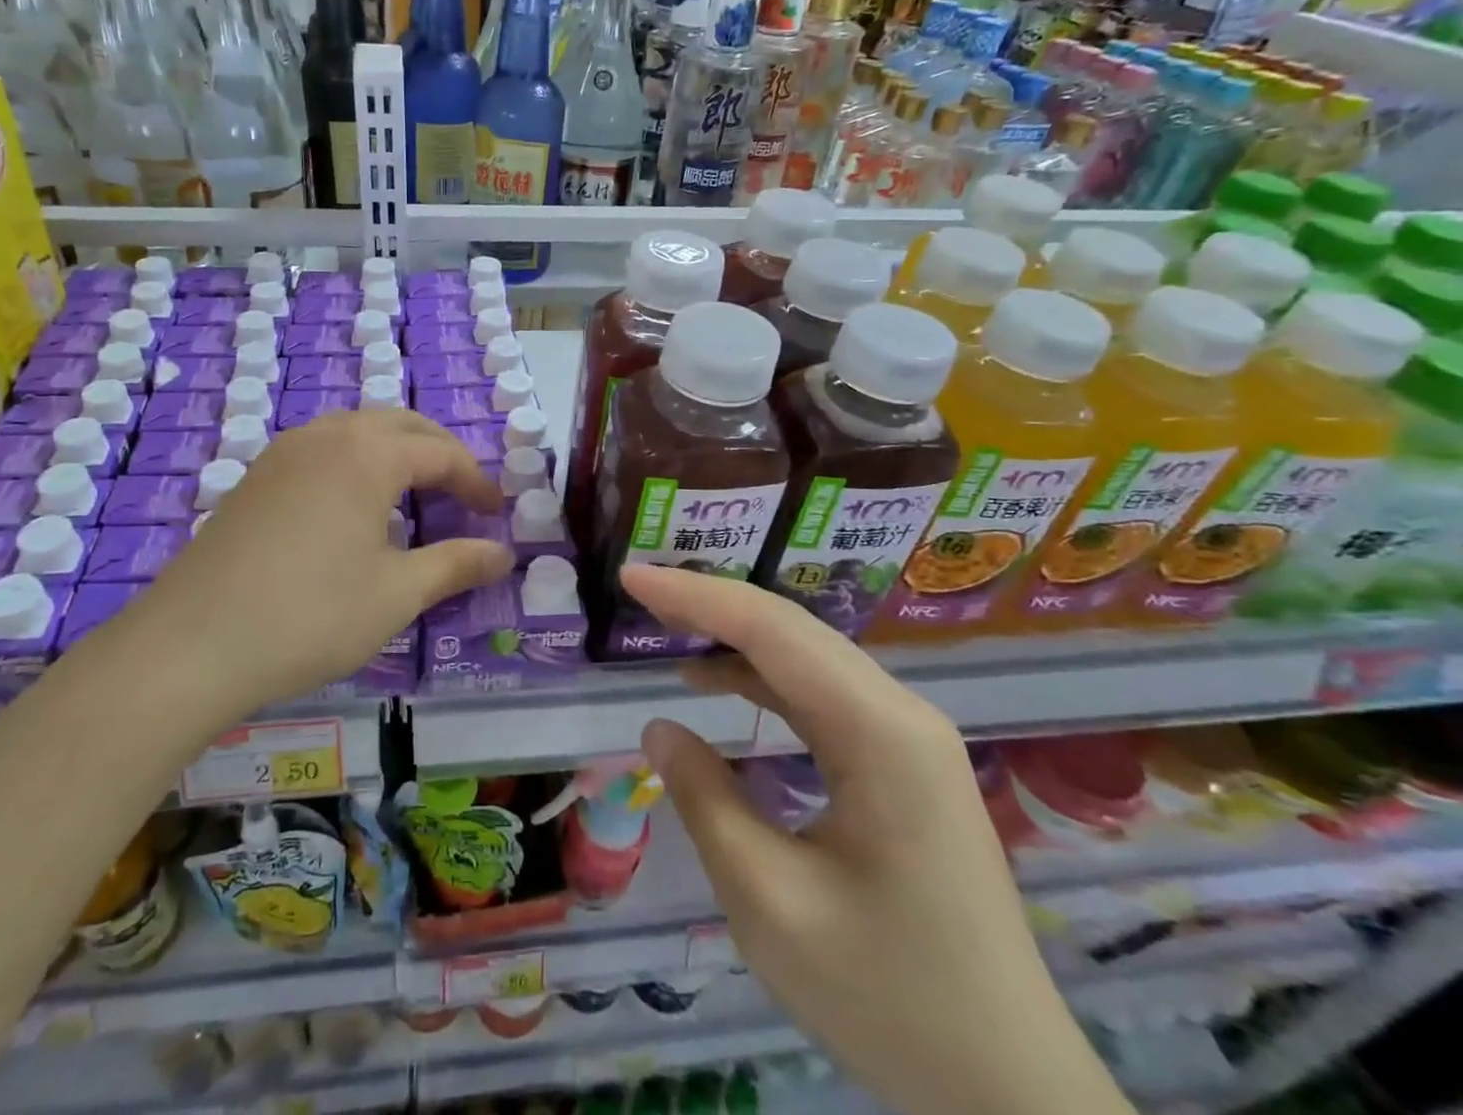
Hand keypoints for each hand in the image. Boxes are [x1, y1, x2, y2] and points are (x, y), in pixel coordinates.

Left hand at [135, 410, 512, 716]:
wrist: (190, 645)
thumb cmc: (310, 615)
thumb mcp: (397, 594)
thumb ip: (457, 565)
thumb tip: (505, 554)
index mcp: (367, 454)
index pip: (441, 451)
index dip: (476, 481)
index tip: (496, 515)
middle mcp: (326, 436)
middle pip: (400, 425)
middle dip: (440, 453)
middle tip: (463, 495)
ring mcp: (283, 452)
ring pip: (357, 431)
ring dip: (396, 453)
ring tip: (414, 496)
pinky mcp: (255, 476)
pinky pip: (322, 448)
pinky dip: (356, 462)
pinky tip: (353, 508)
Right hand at [625, 566, 1134, 1114]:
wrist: (1010, 1088)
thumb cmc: (889, 1000)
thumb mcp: (770, 904)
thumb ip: (706, 800)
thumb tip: (660, 728)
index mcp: (879, 733)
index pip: (771, 631)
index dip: (694, 595)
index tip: (631, 576)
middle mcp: (899, 713)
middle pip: (791, 630)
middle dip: (709, 603)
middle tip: (638, 591)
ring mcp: (906, 736)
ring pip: (805, 656)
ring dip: (733, 635)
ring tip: (666, 626)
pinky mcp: (901, 761)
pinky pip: (819, 694)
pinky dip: (760, 676)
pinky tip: (718, 681)